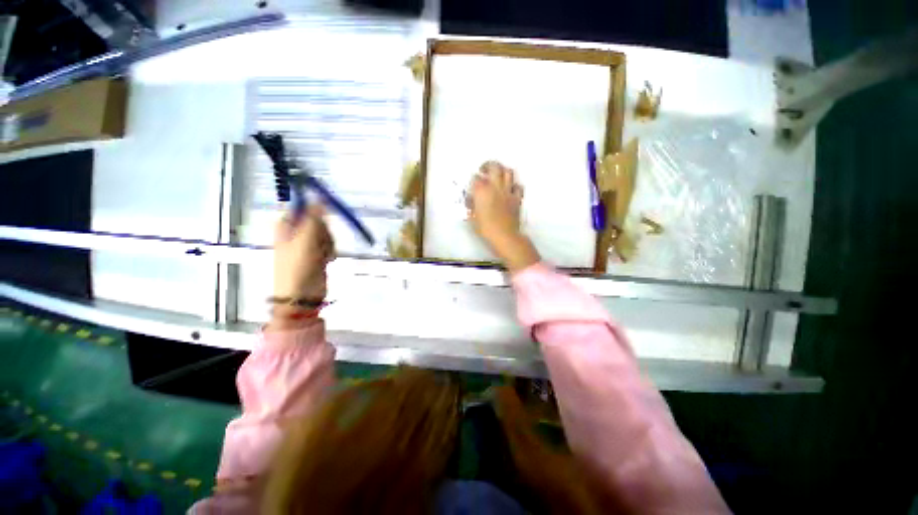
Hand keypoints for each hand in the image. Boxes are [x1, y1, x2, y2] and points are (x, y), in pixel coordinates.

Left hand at [273, 205, 334, 302]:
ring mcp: (307, 244)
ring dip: (328, 243)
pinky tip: (326, 260)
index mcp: (285, 226)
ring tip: (322, 255)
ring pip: (326, 233)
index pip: (301, 207)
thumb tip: (320, 197)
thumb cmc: (298, 266)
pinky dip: (330, 251)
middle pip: (317, 220)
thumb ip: (314, 218)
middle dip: (324, 231)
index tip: (325, 215)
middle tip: (320, 242)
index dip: (314, 210)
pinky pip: (328, 244)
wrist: (301, 295)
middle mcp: (295, 233)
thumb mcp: (306, 239)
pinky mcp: (317, 254)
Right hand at [468, 161, 539, 272]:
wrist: (504, 236)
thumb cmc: (484, 228)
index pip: (476, 178)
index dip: (474, 180)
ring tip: (498, 175)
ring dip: (502, 171)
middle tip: (484, 169)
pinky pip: (518, 186)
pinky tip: (510, 189)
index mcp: (482, 191)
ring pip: (508, 172)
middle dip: (488, 165)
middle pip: (494, 167)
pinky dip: (514, 185)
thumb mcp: (472, 218)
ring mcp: (508, 191)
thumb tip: (471, 199)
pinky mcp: (517, 198)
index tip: (473, 184)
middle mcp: (495, 187)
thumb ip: (471, 206)